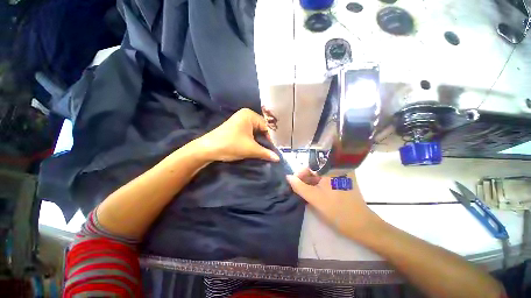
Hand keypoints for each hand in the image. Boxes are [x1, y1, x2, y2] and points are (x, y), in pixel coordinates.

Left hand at [197, 108, 279, 162]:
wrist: (207, 149)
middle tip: (276, 151)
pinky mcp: (237, 128)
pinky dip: (255, 141)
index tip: (279, 149)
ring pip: (257, 132)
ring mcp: (241, 121)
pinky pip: (251, 134)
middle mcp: (246, 115)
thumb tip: (278, 159)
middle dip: (268, 140)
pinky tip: (260, 148)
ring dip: (262, 142)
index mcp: (250, 115)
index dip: (273, 138)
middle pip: (262, 128)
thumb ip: (266, 153)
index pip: (267, 126)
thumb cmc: (230, 145)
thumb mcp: (250, 149)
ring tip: (270, 151)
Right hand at [287, 173, 381, 239]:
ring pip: (320, 175)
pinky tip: (314, 193)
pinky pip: (326, 179)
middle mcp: (337, 168)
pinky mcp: (343, 181)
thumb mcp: (314, 198)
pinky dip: (318, 185)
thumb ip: (299, 186)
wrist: (361, 225)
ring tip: (305, 193)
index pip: (310, 165)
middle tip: (299, 190)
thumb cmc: (337, 210)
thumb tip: (288, 177)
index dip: (300, 173)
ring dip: (311, 183)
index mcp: (331, 168)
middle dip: (305, 179)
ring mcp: (341, 174)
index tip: (294, 183)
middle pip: (315, 169)